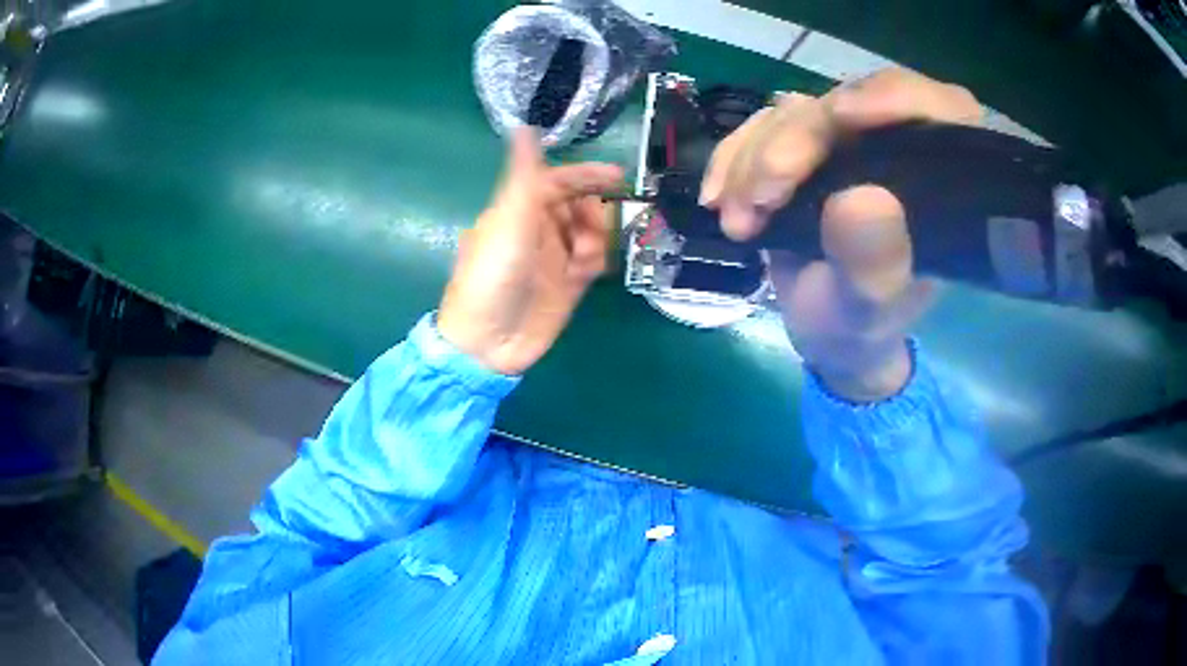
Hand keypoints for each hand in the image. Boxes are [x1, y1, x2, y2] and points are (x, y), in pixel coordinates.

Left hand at [438, 127, 623, 375]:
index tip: (616, 177)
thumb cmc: (492, 275)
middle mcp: (537, 230)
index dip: (585, 176)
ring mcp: (553, 258)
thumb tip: (523, 127)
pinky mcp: (567, 286)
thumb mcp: (508, 220)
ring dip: (595, 240)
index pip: (557, 182)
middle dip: (593, 212)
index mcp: (518, 210)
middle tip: (593, 229)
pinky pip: (591, 263)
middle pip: (578, 206)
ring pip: (589, 234)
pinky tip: (585, 274)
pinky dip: (594, 262)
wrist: (488, 342)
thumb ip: (524, 176)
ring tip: (583, 260)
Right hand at [700, 69, 982, 400]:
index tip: (842, 118)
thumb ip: (874, 265)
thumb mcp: (868, 310)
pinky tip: (717, 198)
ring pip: (796, 114)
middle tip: (758, 200)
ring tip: (736, 219)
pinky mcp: (805, 145)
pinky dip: (732, 159)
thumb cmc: (860, 326)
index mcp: (939, 178)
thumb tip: (861, 199)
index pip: (936, 108)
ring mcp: (847, 141)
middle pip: (847, 104)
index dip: (892, 97)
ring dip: (753, 159)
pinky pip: (762, 129)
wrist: (824, 333)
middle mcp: (896, 146)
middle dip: (793, 143)